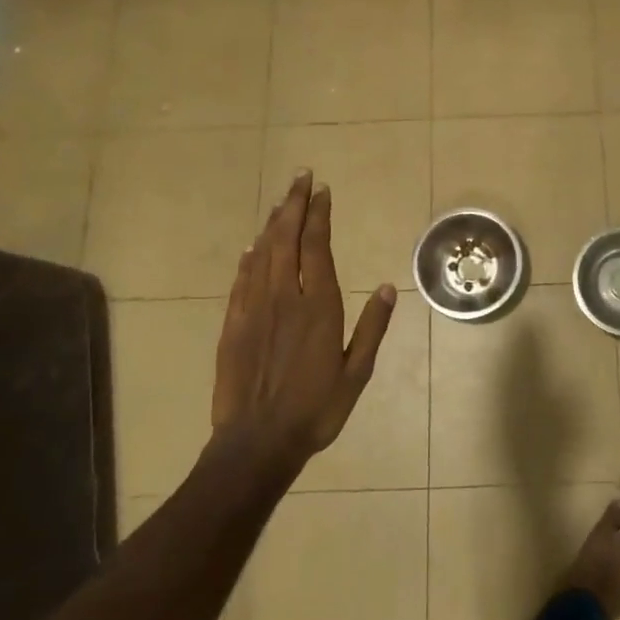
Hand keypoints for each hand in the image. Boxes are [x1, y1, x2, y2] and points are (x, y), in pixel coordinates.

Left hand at [211, 171, 396, 463]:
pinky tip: (253, 246)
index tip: (322, 190)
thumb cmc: (316, 409)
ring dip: (273, 223)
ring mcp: (255, 309)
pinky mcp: (233, 324)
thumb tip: (386, 286)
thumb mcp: (356, 372)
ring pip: (263, 254)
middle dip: (294, 205)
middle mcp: (285, 298)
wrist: (257, 443)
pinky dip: (249, 257)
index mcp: (318, 307)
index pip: (317, 247)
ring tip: (282, 200)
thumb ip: (372, 327)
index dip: (319, 215)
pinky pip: (241, 280)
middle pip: (287, 239)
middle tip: (301, 177)